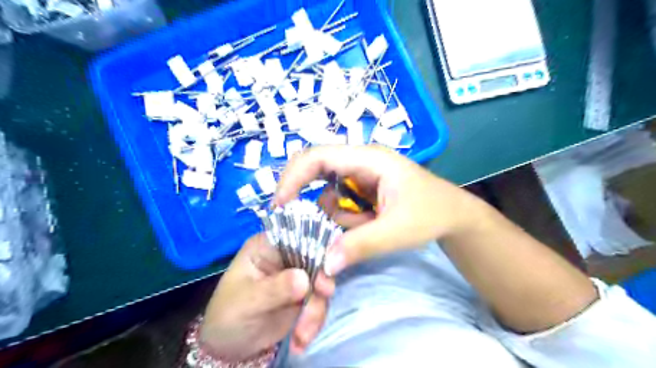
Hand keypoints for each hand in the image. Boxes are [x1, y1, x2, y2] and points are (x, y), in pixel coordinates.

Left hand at [201, 235, 335, 360]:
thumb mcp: (247, 301)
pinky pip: (319, 302)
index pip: (297, 234)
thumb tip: (304, 278)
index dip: (315, 246)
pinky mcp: (304, 295)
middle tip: (322, 297)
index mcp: (268, 245)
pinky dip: (314, 321)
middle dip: (321, 281)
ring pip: (321, 282)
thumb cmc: (228, 315)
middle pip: (316, 257)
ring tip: (302, 334)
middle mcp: (286, 255)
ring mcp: (297, 275)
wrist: (229, 348)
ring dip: (316, 309)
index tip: (325, 267)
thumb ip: (275, 288)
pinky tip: (300, 340)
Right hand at [275, 145, 483, 276]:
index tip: (279, 205)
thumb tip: (324, 264)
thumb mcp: (397, 231)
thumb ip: (360, 245)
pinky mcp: (363, 188)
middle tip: (293, 216)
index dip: (293, 177)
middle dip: (302, 191)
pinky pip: (339, 201)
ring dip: (334, 214)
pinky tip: (366, 223)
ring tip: (363, 225)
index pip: (318, 156)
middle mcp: (360, 160)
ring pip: (326, 190)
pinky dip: (343, 217)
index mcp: (368, 159)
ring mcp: (361, 174)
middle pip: (316, 167)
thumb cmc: (431, 214)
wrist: (454, 215)